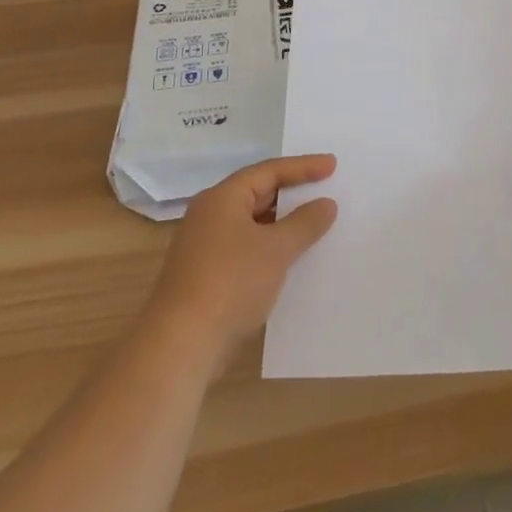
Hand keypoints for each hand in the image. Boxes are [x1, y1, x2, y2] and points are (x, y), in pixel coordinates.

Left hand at [146, 155, 338, 371]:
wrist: (180, 347)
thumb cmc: (230, 283)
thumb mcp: (276, 249)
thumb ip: (305, 223)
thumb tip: (326, 204)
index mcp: (222, 199)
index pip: (269, 171)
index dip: (303, 167)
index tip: (332, 165)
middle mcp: (210, 216)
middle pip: (258, 194)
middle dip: (293, 194)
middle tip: (326, 191)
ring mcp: (204, 248)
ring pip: (252, 225)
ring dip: (283, 224)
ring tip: (315, 225)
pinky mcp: (205, 277)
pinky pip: (246, 249)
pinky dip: (270, 248)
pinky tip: (290, 261)